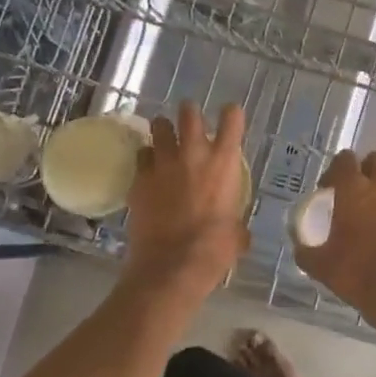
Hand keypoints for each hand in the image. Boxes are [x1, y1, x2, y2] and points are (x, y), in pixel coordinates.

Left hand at [123, 101, 250, 300]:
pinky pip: (141, 157)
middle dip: (189, 112)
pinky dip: (146, 159)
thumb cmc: (214, 249)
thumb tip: (236, 230)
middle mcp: (193, 154)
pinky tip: (148, 170)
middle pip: (189, 113)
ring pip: (159, 127)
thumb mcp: (236, 234)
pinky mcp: (139, 179)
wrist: (173, 264)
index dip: (231, 114)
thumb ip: (235, 222)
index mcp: (223, 163)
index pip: (231, 120)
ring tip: (164, 139)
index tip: (229, 115)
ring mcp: (163, 164)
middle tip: (190, 120)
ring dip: (163, 130)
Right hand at [294, 151, 375, 314]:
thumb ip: (305, 250)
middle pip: (374, 160)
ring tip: (370, 213)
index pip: (344, 159)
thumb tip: (300, 247)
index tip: (326, 190)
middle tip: (351, 194)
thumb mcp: (320, 265)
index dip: (334, 171)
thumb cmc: (357, 273)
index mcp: (354, 189)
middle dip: (363, 171)